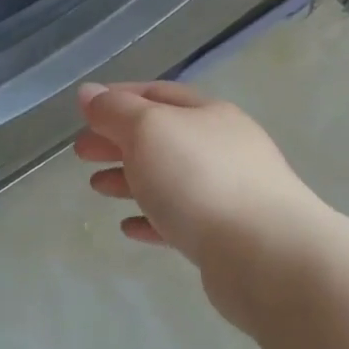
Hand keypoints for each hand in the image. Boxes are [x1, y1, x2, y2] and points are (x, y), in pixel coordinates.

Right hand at [76, 80, 316, 274]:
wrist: (266, 256)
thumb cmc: (200, 180)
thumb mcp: (148, 131)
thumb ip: (115, 112)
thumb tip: (89, 93)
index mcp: (207, 115)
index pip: (157, 94)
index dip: (118, 98)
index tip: (84, 112)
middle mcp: (222, 148)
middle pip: (161, 137)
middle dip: (118, 141)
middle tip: (81, 153)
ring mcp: (227, 193)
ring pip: (168, 179)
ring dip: (130, 179)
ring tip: (97, 188)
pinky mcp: (224, 236)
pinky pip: (179, 220)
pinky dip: (151, 218)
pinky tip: (128, 227)